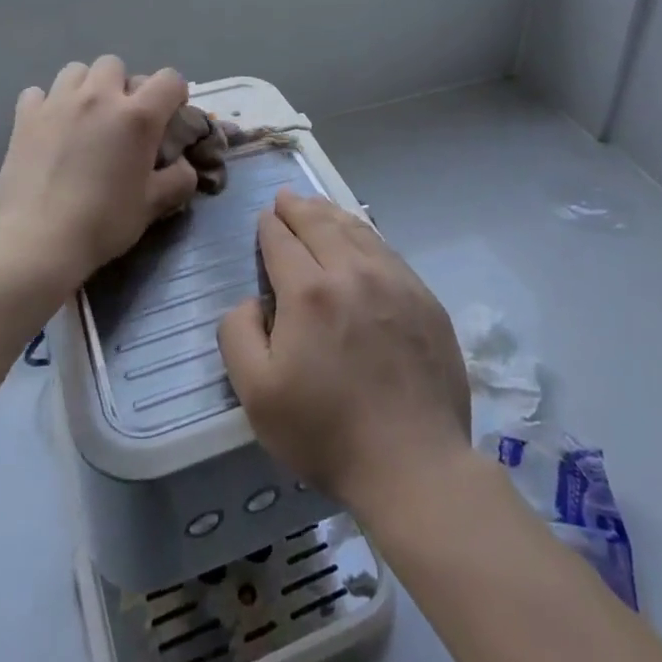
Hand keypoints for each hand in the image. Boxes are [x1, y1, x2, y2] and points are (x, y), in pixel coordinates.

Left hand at [0, 58, 198, 293]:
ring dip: (85, 87)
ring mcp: (58, 102)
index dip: (174, 95)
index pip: (169, 79)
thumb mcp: (153, 206)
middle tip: (120, 119)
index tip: (168, 118)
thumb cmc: (103, 222)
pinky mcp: (24, 117)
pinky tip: (48, 128)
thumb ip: (178, 179)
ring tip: (83, 118)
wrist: (38, 241)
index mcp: (137, 116)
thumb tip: (183, 165)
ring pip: (76, 71)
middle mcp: (99, 97)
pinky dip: (46, 104)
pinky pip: (38, 93)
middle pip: (116, 65)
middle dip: (122, 86)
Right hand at [218, 189, 470, 519]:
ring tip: (318, 207)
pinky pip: (387, 251)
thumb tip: (250, 300)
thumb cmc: (326, 432)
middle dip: (298, 207)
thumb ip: (238, 334)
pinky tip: (360, 237)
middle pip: (320, 224)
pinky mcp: (424, 298)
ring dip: (331, 214)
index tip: (264, 218)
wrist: (414, 464)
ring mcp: (394, 281)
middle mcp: (352, 272)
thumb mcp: (256, 394)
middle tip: (286, 197)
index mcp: (308, 291)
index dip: (269, 227)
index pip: (282, 241)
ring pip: (356, 230)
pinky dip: (365, 234)